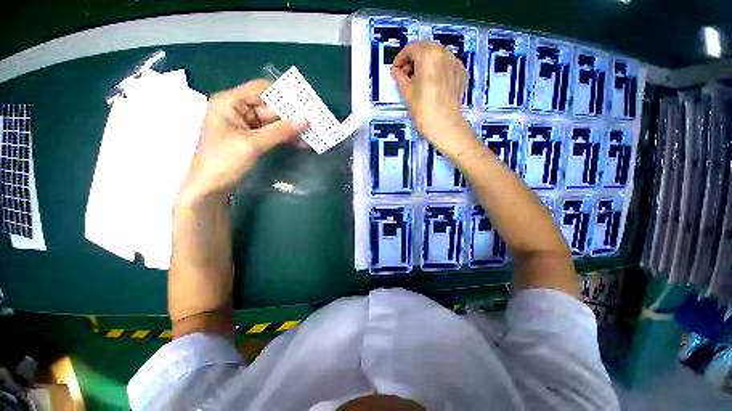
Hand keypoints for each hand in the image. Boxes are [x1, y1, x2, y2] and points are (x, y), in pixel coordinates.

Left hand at [180, 79, 307, 200]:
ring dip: (291, 128)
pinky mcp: (251, 138)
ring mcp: (245, 125)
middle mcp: (238, 109)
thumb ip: (280, 131)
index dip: (283, 94)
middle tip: (313, 120)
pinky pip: (272, 133)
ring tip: (311, 133)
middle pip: (269, 106)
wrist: (210, 187)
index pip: (261, 89)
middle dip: (291, 115)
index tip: (305, 103)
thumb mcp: (253, 144)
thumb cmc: (224, 161)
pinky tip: (300, 142)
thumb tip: (305, 120)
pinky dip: (285, 137)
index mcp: (230, 102)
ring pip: (273, 121)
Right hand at [391, 41, 470, 144]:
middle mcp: (444, 52)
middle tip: (406, 74)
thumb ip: (399, 77)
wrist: (445, 125)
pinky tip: (433, 82)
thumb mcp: (407, 92)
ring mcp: (455, 62)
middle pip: (425, 48)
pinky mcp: (462, 72)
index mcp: (428, 55)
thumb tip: (395, 70)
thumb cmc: (423, 109)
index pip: (411, 48)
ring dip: (426, 62)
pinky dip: (438, 68)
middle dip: (413, 58)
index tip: (396, 70)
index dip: (400, 58)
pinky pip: (447, 64)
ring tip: (420, 79)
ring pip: (437, 54)